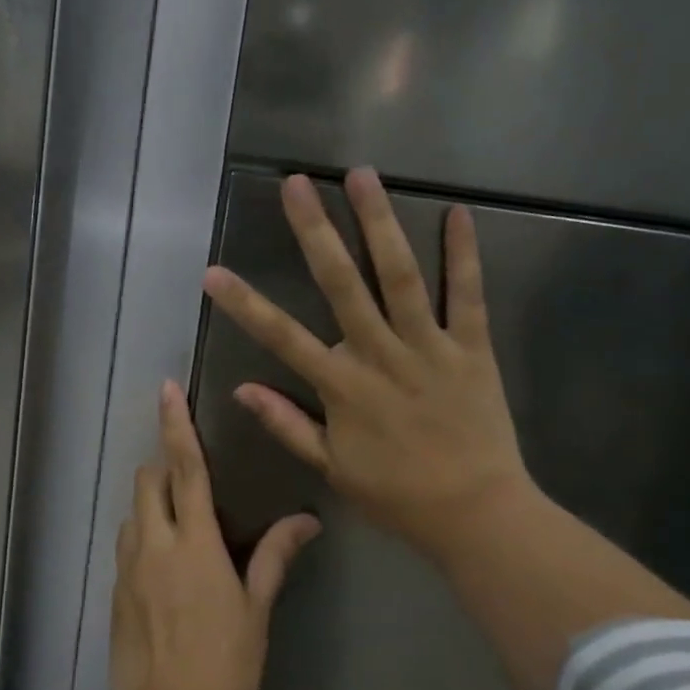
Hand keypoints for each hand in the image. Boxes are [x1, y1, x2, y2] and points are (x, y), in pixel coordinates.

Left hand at [110, 381, 322, 689]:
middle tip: (190, 480)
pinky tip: (162, 564)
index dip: (177, 425)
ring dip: (152, 504)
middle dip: (164, 466)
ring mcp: (128, 567)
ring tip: (179, 526)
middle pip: (148, 481)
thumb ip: (275, 556)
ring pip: (132, 511)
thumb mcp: (257, 608)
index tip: (167, 390)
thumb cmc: (225, 662)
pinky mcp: (114, 591)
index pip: (186, 469)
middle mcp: (154, 544)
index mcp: (194, 542)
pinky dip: (142, 536)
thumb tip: (307, 521)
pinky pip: (126, 545)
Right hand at [203, 168, 532, 569]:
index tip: (212, 272)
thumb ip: (287, 425)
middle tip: (296, 184)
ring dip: (379, 223)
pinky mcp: (473, 347)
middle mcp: (381, 355)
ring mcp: (430, 347)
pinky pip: (469, 295)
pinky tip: (457, 213)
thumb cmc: (397, 495)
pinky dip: (464, 254)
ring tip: (362, 175)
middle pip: (341, 284)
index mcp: (342, 387)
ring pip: (400, 276)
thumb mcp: (332, 468)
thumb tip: (241, 390)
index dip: (244, 304)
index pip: (282, 338)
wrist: (476, 513)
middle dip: (315, 231)